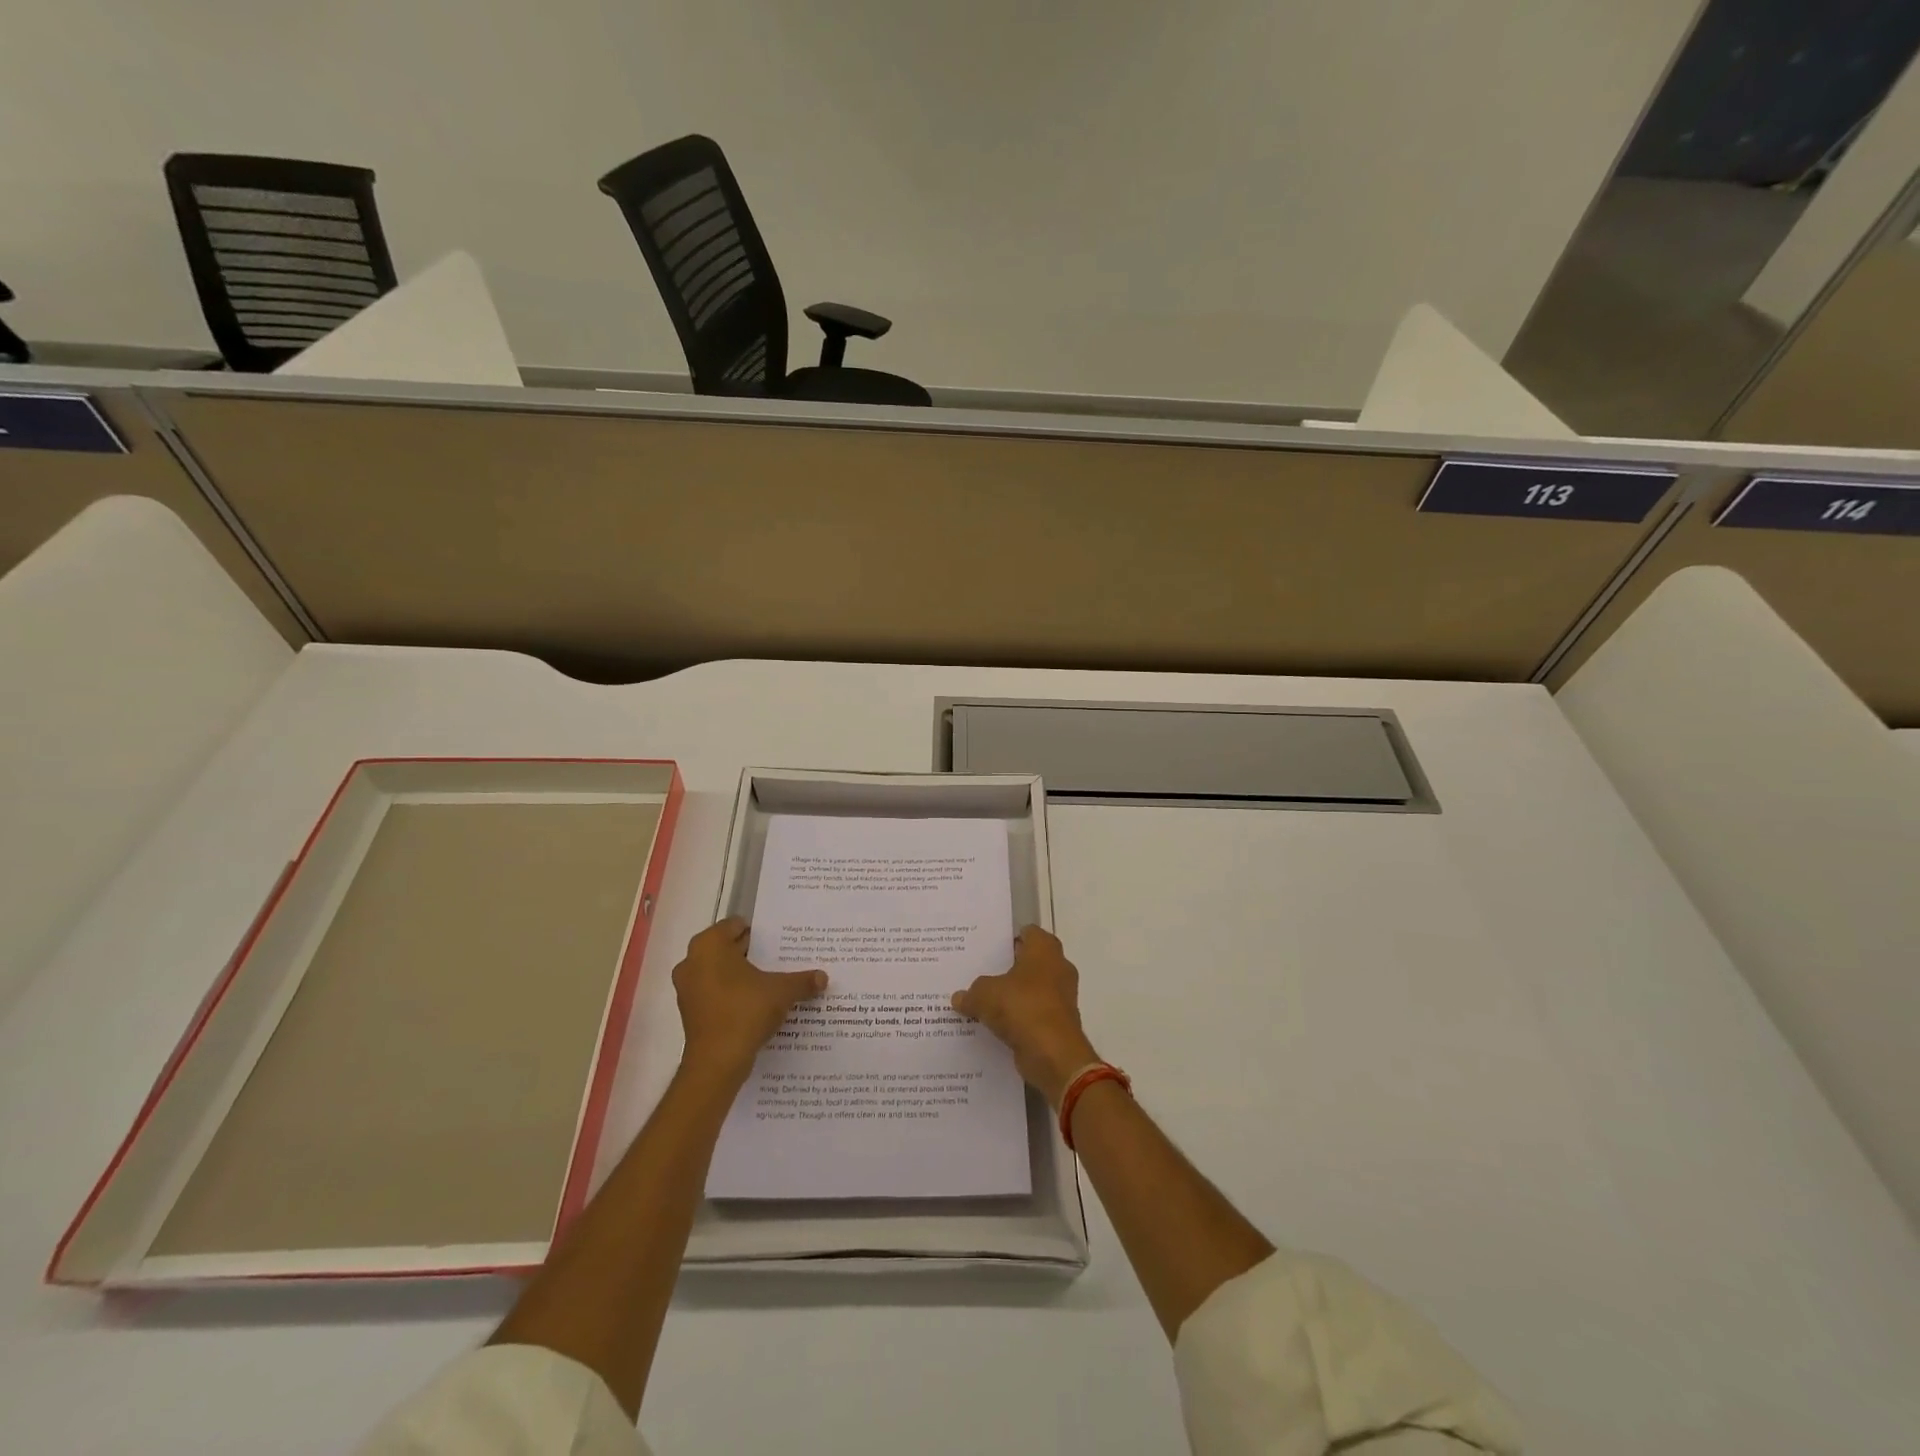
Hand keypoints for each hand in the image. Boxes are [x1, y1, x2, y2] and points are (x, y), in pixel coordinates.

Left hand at [672, 919, 826, 1082]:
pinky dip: (732, 994)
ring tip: (772, 981)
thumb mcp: (782, 991)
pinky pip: (715, 992)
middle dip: (753, 953)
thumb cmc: (745, 1011)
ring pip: (720, 971)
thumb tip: (823, 977)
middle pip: (728, 948)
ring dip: (742, 975)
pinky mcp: (690, 1011)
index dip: (761, 932)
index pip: (736, 925)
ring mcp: (687, 988)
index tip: (780, 941)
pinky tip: (756, 1003)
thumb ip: (802, 980)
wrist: (717, 1063)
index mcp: (709, 945)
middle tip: (781, 959)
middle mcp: (692, 961)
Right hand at [952, 926, 1100, 1107]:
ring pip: (1032, 989)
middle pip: (1029, 961)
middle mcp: (1058, 968)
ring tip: (984, 1000)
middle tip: (979, 972)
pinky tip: (995, 1025)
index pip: (1027, 933)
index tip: (986, 948)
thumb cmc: (1022, 1008)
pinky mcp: (1059, 1023)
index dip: (1007, 939)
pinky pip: (1034, 1014)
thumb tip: (959, 997)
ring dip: (1013, 996)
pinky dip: (1019, 1018)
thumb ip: (972, 993)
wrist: (1054, 1055)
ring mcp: (1061, 997)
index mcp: (1045, 950)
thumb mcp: (985, 994)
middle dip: (1007, 968)